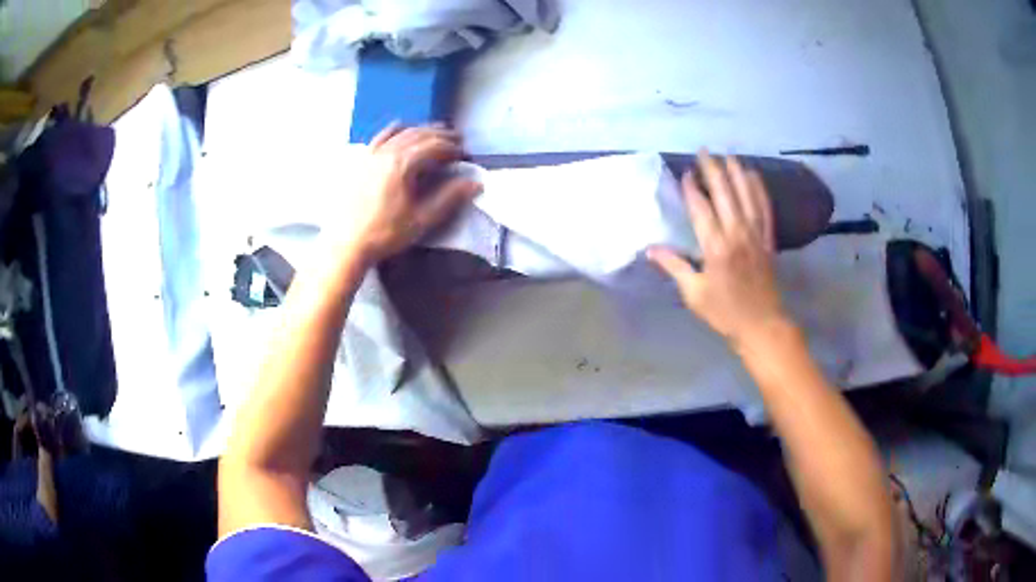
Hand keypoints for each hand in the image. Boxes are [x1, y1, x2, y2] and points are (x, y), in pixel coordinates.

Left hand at [344, 123, 481, 263]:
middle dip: (442, 135)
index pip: (435, 146)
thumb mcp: (422, 219)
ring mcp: (373, 154)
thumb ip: (450, 198)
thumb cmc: (386, 233)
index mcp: (404, 164)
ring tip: (436, 133)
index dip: (454, 148)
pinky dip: (396, 129)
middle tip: (458, 140)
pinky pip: (381, 136)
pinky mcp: (362, 160)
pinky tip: (402, 128)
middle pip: (420, 135)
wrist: (347, 243)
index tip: (466, 155)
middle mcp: (388, 152)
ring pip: (402, 132)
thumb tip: (475, 183)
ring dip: (422, 129)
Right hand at [648, 149, 790, 351]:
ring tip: (728, 155)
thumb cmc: (725, 312)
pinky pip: (765, 209)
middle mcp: (736, 234)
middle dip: (713, 170)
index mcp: (715, 247)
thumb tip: (650, 248)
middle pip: (724, 194)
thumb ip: (674, 267)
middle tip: (704, 151)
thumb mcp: (694, 294)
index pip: (701, 209)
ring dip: (736, 173)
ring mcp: (755, 235)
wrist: (762, 325)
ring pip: (746, 196)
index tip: (685, 172)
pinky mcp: (768, 240)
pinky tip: (754, 176)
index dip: (691, 188)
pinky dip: (759, 190)